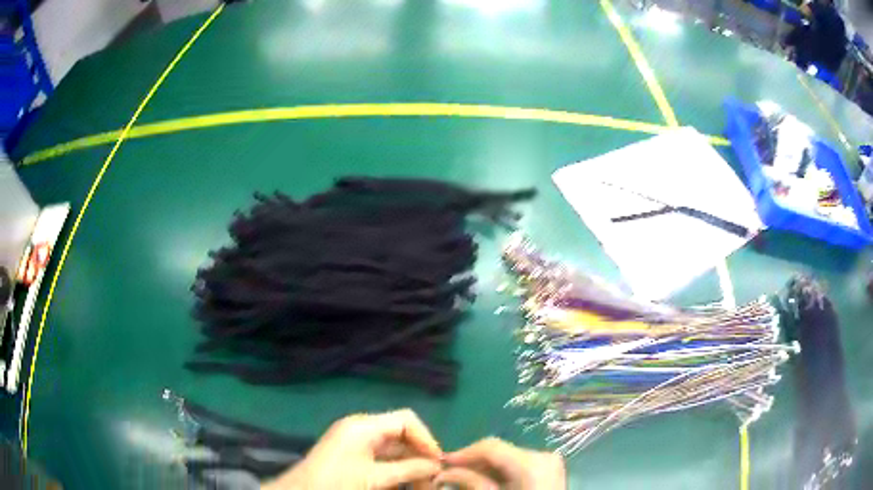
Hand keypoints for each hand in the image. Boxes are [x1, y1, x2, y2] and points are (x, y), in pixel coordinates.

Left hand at [262, 409, 441, 489]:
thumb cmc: (336, 483)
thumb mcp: (375, 478)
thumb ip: (409, 469)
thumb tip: (437, 465)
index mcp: (363, 426)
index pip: (406, 420)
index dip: (426, 439)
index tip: (438, 463)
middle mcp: (361, 430)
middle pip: (402, 437)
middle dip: (420, 458)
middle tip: (433, 482)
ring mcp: (356, 445)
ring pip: (395, 452)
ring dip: (410, 469)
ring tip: (422, 487)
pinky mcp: (353, 459)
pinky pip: (383, 463)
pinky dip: (396, 475)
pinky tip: (402, 487)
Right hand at [435, 437, 564, 489]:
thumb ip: (470, 483)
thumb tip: (445, 471)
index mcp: (531, 462)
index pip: (490, 447)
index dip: (462, 453)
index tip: (441, 464)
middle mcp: (543, 455)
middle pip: (499, 451)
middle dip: (473, 462)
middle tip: (451, 474)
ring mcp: (550, 461)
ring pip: (508, 457)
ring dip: (485, 467)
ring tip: (467, 479)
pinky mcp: (550, 469)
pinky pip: (520, 464)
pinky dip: (502, 471)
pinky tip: (489, 483)